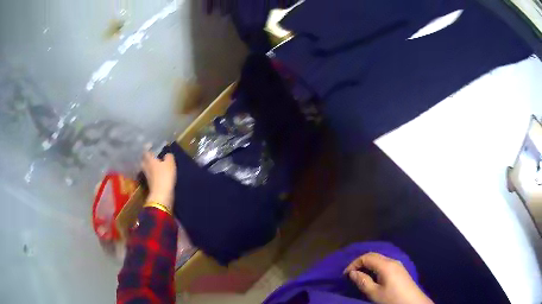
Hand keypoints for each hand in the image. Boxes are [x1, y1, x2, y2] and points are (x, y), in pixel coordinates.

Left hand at [141, 151, 176, 210]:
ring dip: (149, 165)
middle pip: (143, 160)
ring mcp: (147, 176)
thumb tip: (167, 155)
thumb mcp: (170, 164)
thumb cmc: (165, 176)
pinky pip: (150, 175)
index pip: (146, 151)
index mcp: (149, 160)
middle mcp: (146, 167)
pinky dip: (152, 172)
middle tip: (151, 154)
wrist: (161, 194)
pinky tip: (157, 172)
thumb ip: (169, 157)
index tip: (151, 144)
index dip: (148, 147)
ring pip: (146, 168)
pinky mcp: (150, 183)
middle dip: (146, 157)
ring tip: (155, 163)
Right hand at [344, 252, 432, 303]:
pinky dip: (375, 268)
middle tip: (351, 274)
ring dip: (368, 265)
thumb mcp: (374, 293)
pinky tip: (373, 277)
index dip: (354, 263)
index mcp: (386, 265)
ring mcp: (398, 265)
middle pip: (374, 256)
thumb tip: (352, 273)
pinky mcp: (400, 270)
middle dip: (360, 263)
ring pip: (380, 260)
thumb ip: (363, 281)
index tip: (346, 275)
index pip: (367, 257)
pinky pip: (385, 264)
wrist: (412, 303)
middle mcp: (392, 261)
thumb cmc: (392, 299)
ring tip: (360, 276)